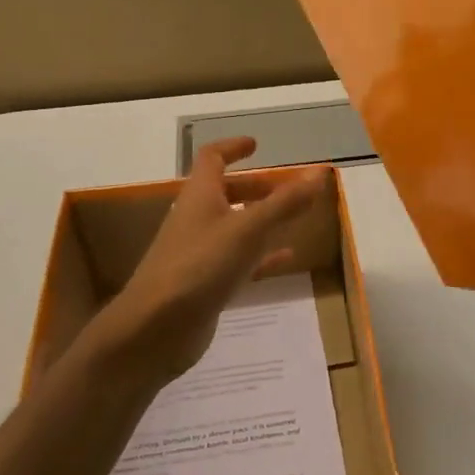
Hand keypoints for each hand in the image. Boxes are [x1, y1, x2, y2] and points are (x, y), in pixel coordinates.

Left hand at [76, 139, 327, 391]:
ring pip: (234, 227)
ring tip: (293, 219)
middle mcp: (197, 219)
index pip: (212, 159)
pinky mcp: (205, 283)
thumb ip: (285, 202)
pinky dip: (262, 255)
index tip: (257, 145)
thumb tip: (319, 172)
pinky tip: (286, 258)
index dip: (233, 148)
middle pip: (225, 193)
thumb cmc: (199, 267)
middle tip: (286, 188)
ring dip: (261, 219)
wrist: (155, 329)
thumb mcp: (248, 229)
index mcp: (200, 196)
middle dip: (255, 187)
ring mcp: (199, 253)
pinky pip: (239, 261)